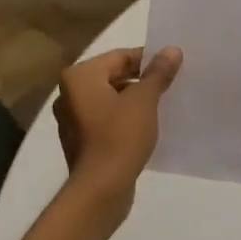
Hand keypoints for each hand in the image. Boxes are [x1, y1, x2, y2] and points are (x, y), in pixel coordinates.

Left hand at [53, 46, 182, 220]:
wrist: (100, 189)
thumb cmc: (120, 136)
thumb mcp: (144, 100)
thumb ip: (158, 73)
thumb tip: (172, 50)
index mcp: (79, 76)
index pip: (119, 57)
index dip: (148, 59)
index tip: (172, 66)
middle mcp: (69, 93)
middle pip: (112, 76)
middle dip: (141, 80)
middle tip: (170, 85)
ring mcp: (71, 118)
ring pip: (109, 98)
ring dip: (133, 100)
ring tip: (162, 105)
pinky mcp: (79, 140)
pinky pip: (105, 119)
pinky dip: (123, 118)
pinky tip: (146, 126)